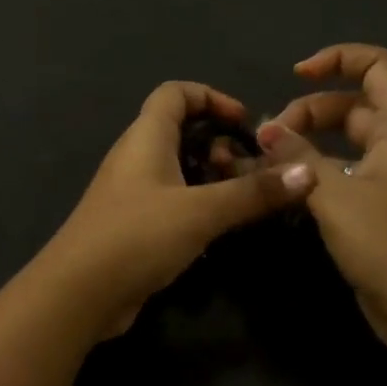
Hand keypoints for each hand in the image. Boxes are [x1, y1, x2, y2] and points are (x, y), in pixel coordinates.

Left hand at [41, 82, 317, 336]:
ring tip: (242, 199)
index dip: (212, 97)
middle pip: (179, 129)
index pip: (175, 92)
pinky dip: (197, 203)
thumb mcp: (201, 211)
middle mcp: (135, 156)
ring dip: (210, 176)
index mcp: (145, 136)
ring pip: (177, 167)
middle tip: (249, 168)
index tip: (246, 123)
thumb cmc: (137, 236)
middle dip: (218, 141)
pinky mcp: (132, 223)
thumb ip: (253, 192)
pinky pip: (171, 198)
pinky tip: (220, 228)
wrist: (79, 293)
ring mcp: (131, 191)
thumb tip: (308, 171)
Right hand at [257, 44, 386, 356]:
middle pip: (352, 105)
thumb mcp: (336, 195)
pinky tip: (286, 190)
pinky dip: (314, 173)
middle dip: (307, 111)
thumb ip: (297, 157)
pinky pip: (342, 175)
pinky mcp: (379, 210)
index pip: (378, 67)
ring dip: (306, 144)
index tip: (296, 75)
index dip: (339, 59)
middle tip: (269, 138)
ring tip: (267, 162)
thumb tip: (265, 130)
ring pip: (343, 143)